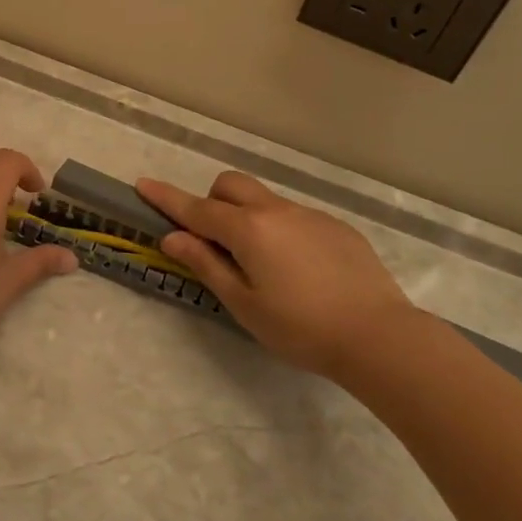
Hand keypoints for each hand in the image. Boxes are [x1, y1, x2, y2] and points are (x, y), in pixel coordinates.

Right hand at [136, 171, 415, 378]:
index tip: (142, 184)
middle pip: (231, 186)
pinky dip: (280, 230)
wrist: (379, 336)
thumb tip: (173, 237)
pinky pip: (294, 216)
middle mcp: (276, 211)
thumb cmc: (300, 327)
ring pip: (264, 200)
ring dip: (247, 216)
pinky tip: (300, 271)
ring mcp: (310, 215)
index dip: (166, 197)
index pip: (196, 207)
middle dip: (211, 201)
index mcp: (248, 229)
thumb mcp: (244, 304)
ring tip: (261, 264)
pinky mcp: (336, 227)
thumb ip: (206, 265)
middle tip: (213, 241)